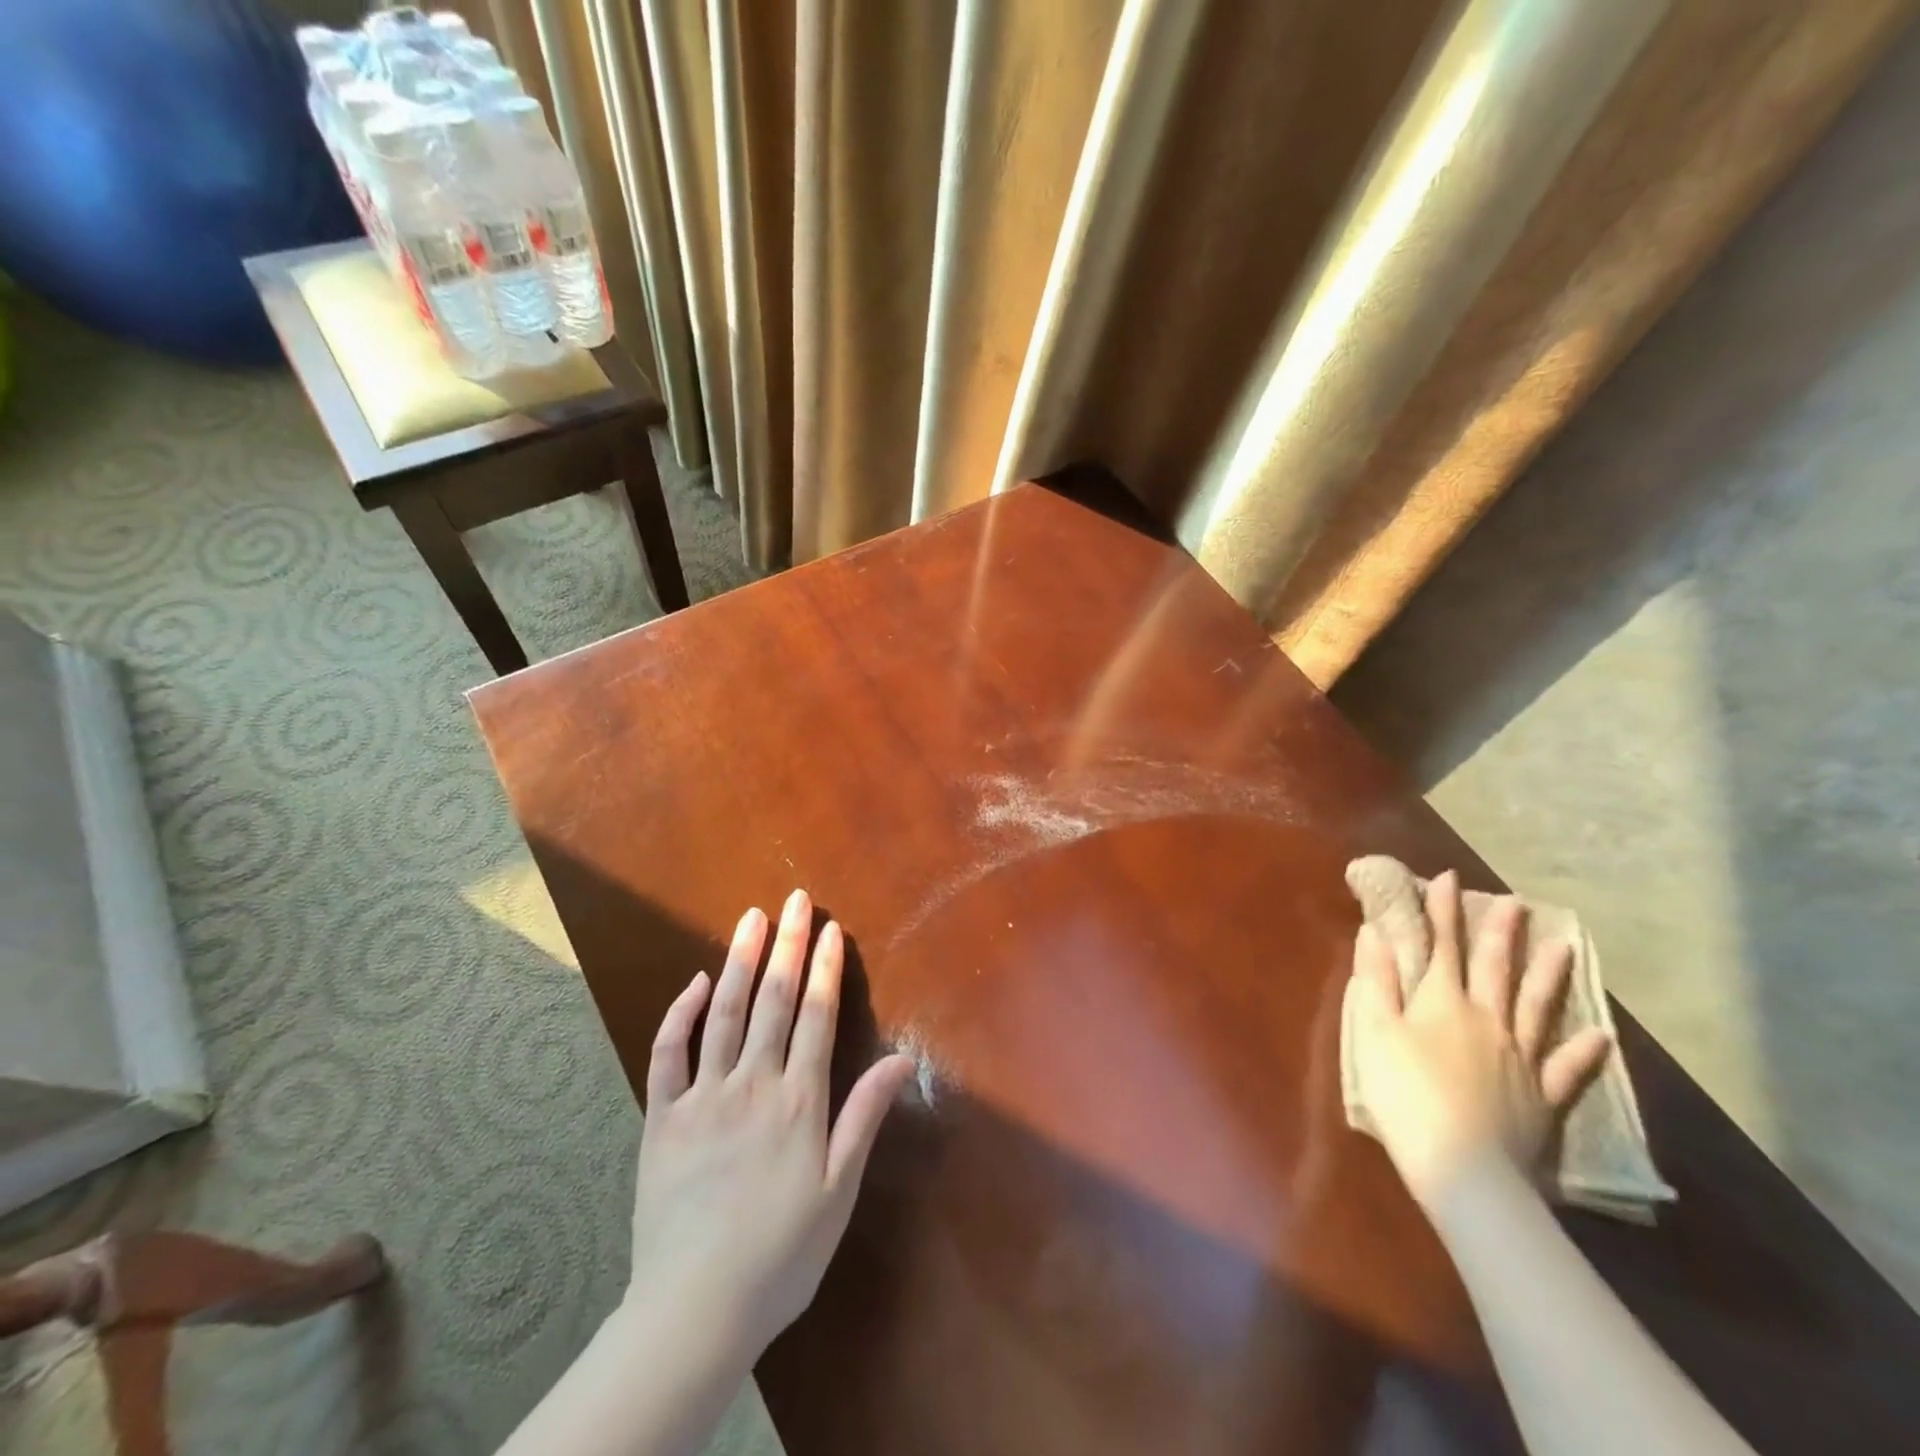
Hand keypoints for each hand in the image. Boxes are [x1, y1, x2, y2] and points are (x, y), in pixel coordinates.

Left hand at [624, 889, 914, 1361]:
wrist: (695, 1310)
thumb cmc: (781, 1253)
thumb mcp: (839, 1190)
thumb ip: (866, 1116)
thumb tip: (903, 1060)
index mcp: (799, 1101)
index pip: (815, 1016)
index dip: (824, 968)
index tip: (829, 929)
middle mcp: (752, 1084)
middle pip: (772, 1000)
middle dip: (786, 945)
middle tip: (794, 900)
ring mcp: (703, 1097)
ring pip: (724, 1013)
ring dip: (739, 960)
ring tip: (751, 918)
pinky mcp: (662, 1118)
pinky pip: (668, 1054)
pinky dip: (681, 1013)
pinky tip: (696, 982)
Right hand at [1348, 871, 1612, 1208]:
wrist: (1463, 1167)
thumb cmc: (1405, 1093)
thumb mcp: (1374, 1031)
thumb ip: (1376, 980)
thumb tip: (1375, 933)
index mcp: (1442, 1002)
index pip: (1441, 945)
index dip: (1442, 910)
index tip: (1447, 877)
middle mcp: (1486, 1018)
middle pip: (1495, 968)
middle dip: (1500, 932)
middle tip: (1517, 902)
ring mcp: (1520, 1057)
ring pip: (1537, 1006)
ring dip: (1548, 975)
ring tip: (1564, 947)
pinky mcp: (1542, 1096)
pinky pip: (1566, 1068)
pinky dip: (1584, 1051)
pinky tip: (1601, 1034)